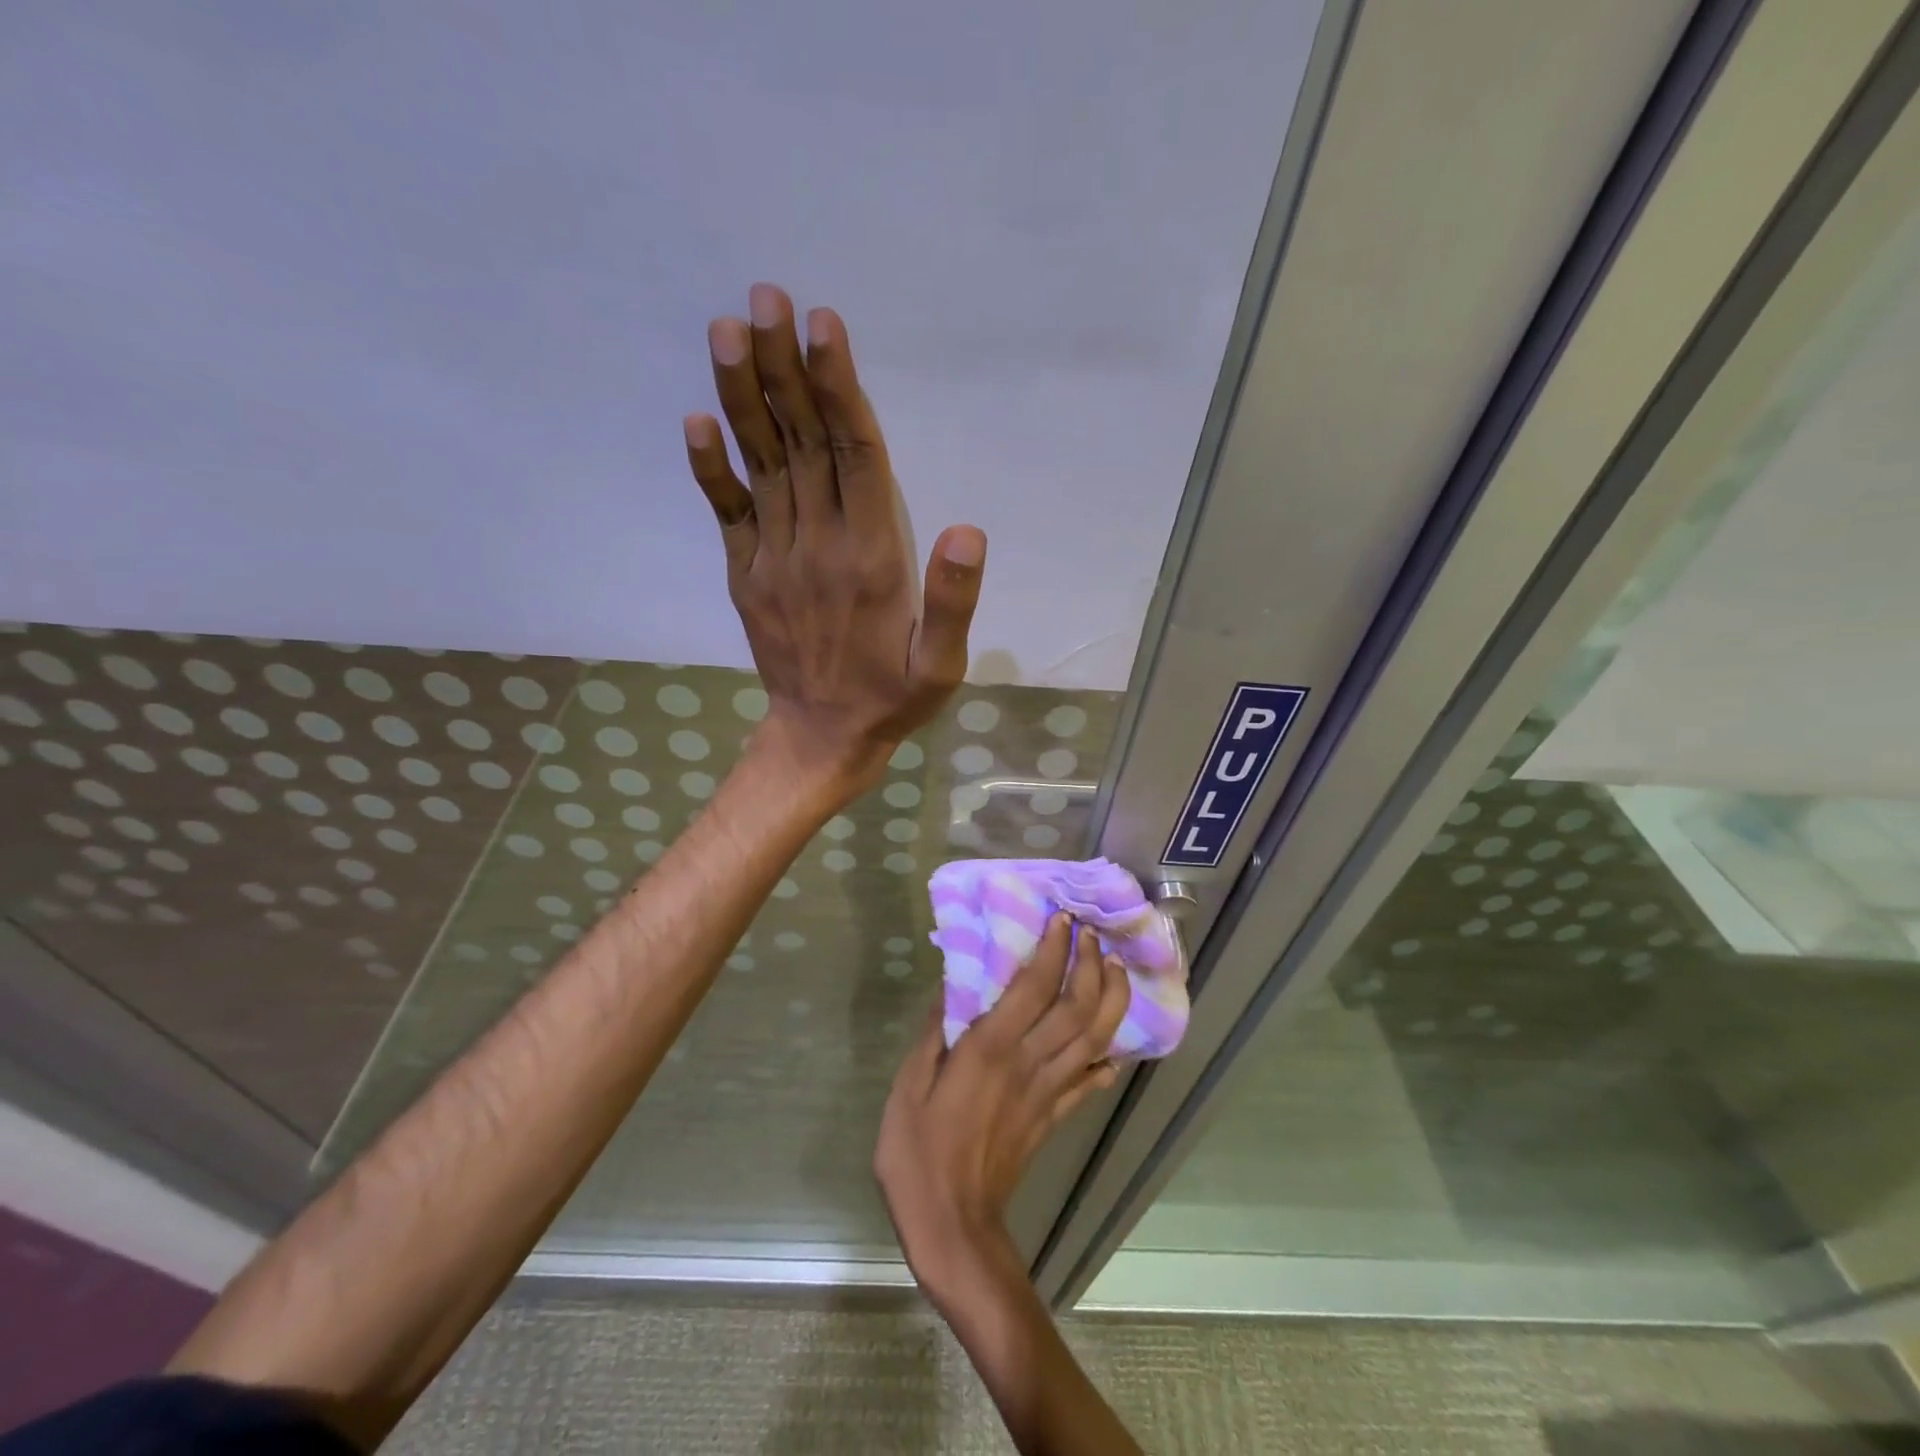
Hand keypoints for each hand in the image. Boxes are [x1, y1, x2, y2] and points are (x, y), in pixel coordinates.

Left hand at [685, 283, 986, 789]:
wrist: (821, 739)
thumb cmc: (892, 699)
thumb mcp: (942, 666)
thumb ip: (954, 602)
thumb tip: (968, 530)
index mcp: (871, 560)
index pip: (855, 458)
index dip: (839, 389)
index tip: (822, 326)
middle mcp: (818, 546)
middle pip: (803, 443)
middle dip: (784, 368)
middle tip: (765, 296)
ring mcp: (774, 559)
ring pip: (763, 465)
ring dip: (744, 397)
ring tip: (729, 330)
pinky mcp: (747, 575)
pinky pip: (726, 514)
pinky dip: (710, 468)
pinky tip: (696, 419)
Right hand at [874, 915, 1130, 1307]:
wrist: (952, 1227)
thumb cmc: (918, 1154)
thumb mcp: (907, 1087)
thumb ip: (933, 1034)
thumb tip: (950, 988)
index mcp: (991, 1049)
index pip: (1035, 986)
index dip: (1053, 949)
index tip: (1061, 919)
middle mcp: (1029, 1063)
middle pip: (1077, 1006)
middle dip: (1090, 964)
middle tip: (1091, 934)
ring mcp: (1048, 1092)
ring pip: (1094, 1038)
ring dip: (1110, 999)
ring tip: (1112, 968)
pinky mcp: (1054, 1117)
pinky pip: (1090, 1082)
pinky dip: (1107, 1058)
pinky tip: (1112, 1044)